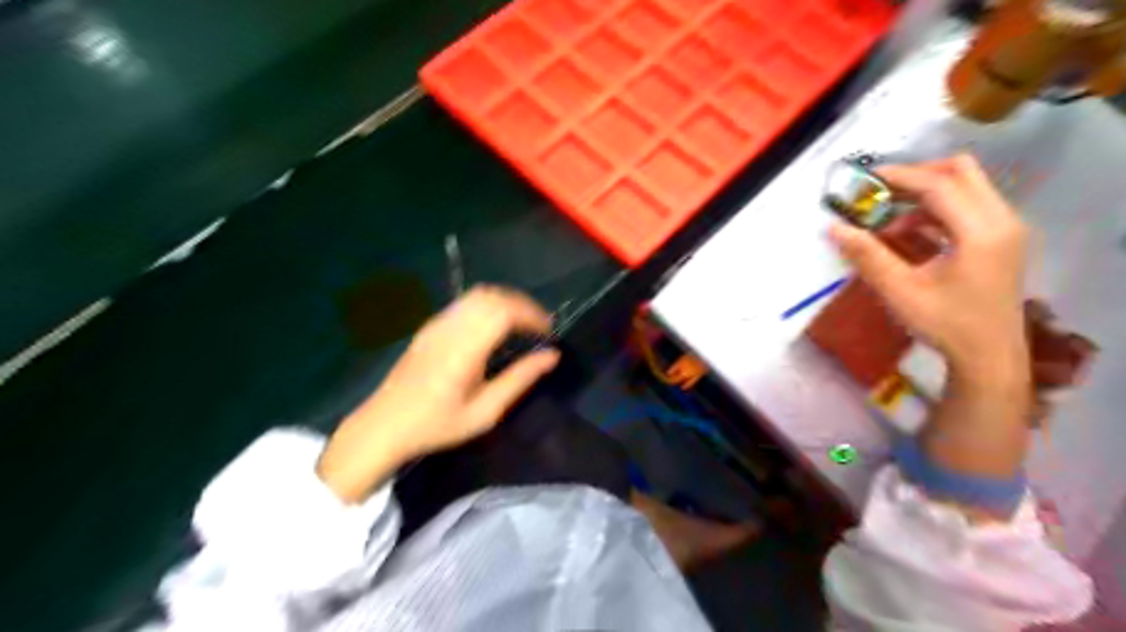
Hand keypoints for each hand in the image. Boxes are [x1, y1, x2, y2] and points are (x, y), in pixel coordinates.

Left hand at [313, 287, 559, 503]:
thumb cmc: (437, 425)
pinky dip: (488, 305)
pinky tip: (494, 326)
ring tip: (522, 323)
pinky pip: (465, 302)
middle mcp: (450, 328)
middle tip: (539, 326)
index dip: (531, 314)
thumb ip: (520, 379)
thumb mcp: (485, 412)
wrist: (384, 425)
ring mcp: (437, 323)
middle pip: (492, 296)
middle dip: (522, 304)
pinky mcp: (430, 326)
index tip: (548, 332)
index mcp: (464, 349)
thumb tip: (552, 356)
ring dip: (506, 302)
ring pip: (478, 294)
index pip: (504, 311)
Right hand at [824, 152, 1027, 380]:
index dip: (900, 176)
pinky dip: (937, 208)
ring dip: (926, 192)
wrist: (988, 355)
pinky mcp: (1001, 239)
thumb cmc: (945, 324)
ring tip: (889, 215)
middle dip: (917, 175)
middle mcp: (1002, 220)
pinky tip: (909, 231)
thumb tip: (834, 228)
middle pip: (962, 172)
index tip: (866, 179)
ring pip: (968, 186)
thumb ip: (867, 256)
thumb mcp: (900, 291)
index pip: (940, 185)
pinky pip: (969, 205)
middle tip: (880, 192)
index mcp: (981, 232)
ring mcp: (1006, 228)